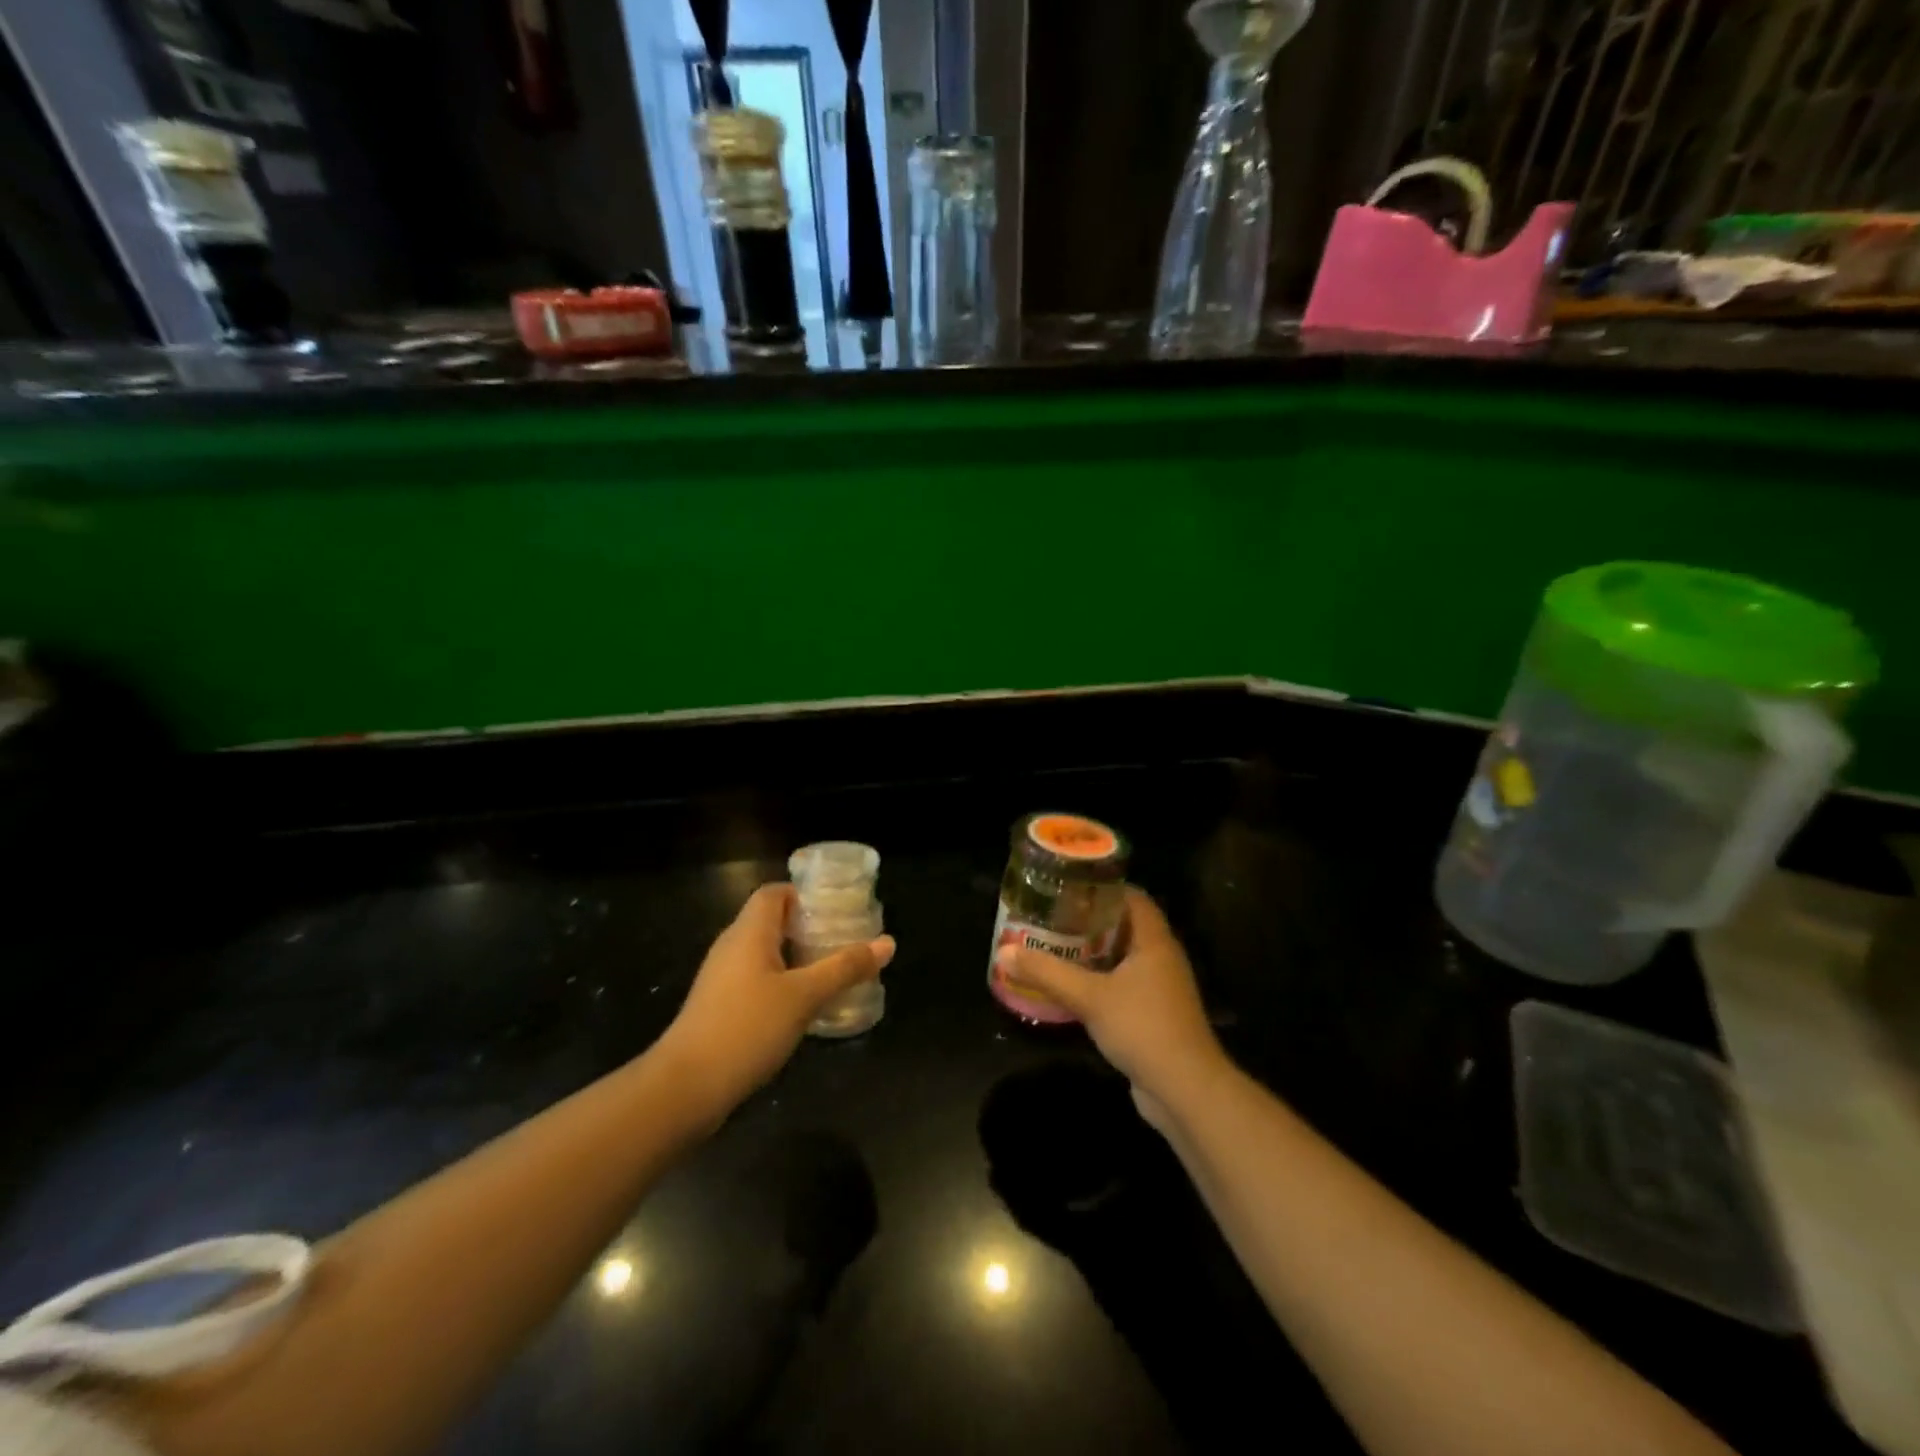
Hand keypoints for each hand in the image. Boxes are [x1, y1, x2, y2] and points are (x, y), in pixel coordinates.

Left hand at [664, 884, 894, 1113]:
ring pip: (765, 953)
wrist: (685, 1087)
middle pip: (772, 921)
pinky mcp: (719, 1006)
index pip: (775, 892)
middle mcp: (732, 946)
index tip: (837, 909)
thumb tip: (887, 943)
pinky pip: (757, 979)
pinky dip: (782, 981)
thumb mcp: (804, 996)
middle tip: (845, 940)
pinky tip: (804, 1005)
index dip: (805, 894)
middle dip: (809, 927)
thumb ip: (845, 967)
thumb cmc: (747, 1028)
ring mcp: (722, 978)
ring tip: (833, 971)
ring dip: (798, 957)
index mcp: (749, 931)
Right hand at [996, 887, 1226, 1129]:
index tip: (1068, 885)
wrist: (1185, 1091)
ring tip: (1055, 945)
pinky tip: (1072, 986)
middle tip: (1053, 915)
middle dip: (1090, 919)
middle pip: (1125, 925)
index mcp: (1154, 941)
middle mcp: (1161, 958)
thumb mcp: (1089, 997)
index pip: (1132, 897)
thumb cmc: (1143, 1028)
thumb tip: (1004, 951)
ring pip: (1123, 957)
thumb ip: (1047, 972)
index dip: (1102, 886)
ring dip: (1093, 952)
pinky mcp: (1154, 1014)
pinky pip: (1124, 984)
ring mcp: (1161, 988)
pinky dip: (1100, 979)